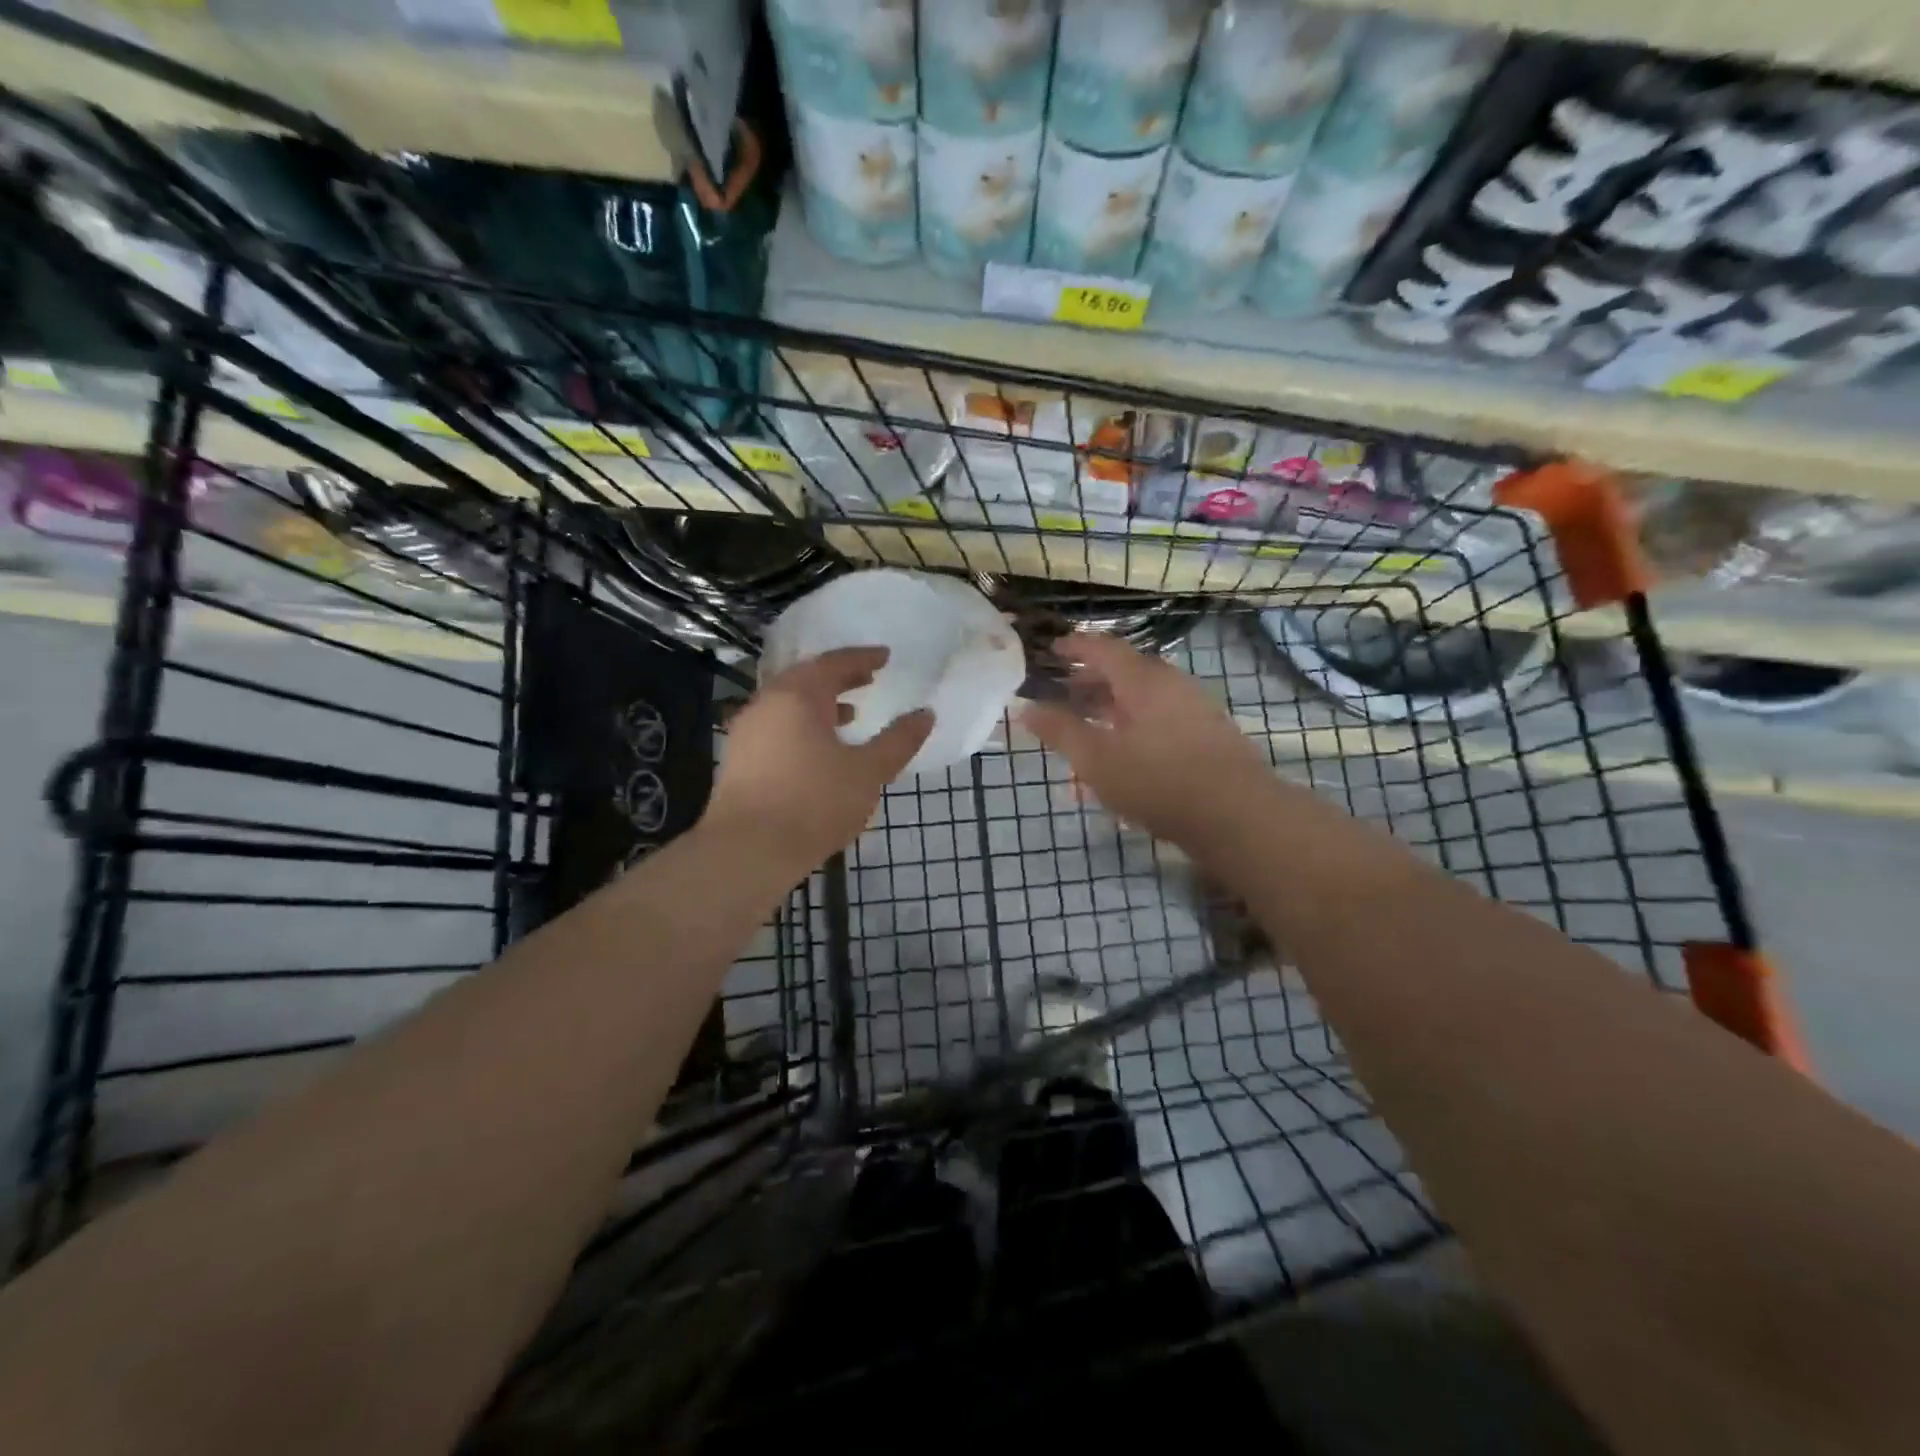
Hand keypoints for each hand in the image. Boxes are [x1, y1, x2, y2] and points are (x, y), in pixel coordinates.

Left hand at [705, 647, 932, 875]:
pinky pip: (777, 726)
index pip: (833, 663)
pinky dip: (802, 725)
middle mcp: (767, 703)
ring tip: (850, 715)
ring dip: (820, 703)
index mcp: (798, 696)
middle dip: (840, 678)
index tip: (885, 657)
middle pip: (806, 678)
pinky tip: (819, 751)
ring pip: (788, 704)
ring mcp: (747, 731)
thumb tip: (925, 714)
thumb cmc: (814, 803)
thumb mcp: (868, 772)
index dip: (862, 658)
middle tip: (868, 679)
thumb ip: (898, 741)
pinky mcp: (739, 758)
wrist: (747, 851)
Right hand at [1021, 632, 1272, 845]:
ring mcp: (1195, 707)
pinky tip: (1126, 755)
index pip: (1103, 648)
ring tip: (1090, 729)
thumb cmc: (1157, 781)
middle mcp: (1172, 684)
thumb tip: (1026, 708)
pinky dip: (1135, 725)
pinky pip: (1161, 717)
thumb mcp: (1096, 759)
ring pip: (1144, 697)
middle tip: (1064, 695)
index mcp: (1143, 680)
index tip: (1052, 650)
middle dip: (1091, 681)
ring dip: (1113, 707)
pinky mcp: (1209, 733)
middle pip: (1125, 671)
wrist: (1237, 815)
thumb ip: (1060, 731)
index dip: (1075, 647)